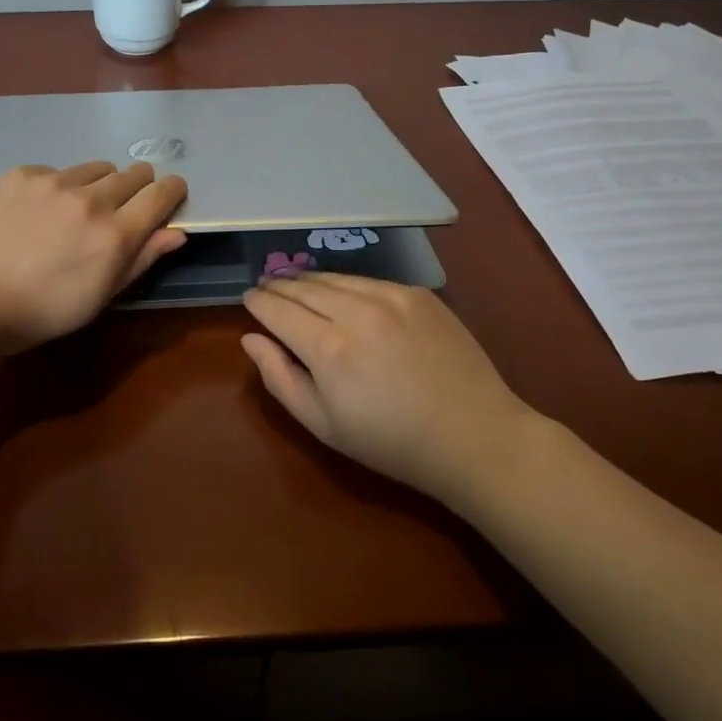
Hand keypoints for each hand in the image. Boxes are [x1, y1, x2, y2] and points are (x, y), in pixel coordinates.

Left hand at [0, 161, 187, 352]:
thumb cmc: (38, 313)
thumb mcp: (98, 297)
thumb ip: (141, 260)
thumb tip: (176, 232)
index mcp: (115, 235)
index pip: (161, 194)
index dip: (172, 190)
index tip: (170, 193)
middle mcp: (90, 199)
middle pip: (133, 173)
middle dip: (138, 186)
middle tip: (122, 207)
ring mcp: (53, 181)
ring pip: (96, 168)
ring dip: (99, 184)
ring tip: (77, 209)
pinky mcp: (21, 174)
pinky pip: (56, 171)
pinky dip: (58, 186)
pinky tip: (37, 211)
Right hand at [242, 273, 534, 505]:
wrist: (474, 436)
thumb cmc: (391, 442)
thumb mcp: (323, 425)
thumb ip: (279, 378)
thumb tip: (251, 338)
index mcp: (328, 349)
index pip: (277, 309)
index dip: (257, 301)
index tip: (247, 298)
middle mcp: (356, 311)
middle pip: (302, 286)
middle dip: (278, 285)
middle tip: (265, 287)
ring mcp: (391, 297)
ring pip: (334, 277)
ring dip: (308, 280)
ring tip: (294, 283)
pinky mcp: (417, 294)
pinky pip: (367, 281)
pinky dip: (345, 284)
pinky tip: (340, 292)